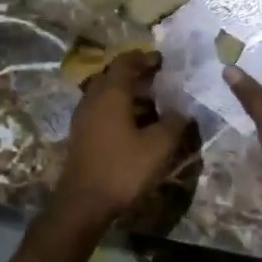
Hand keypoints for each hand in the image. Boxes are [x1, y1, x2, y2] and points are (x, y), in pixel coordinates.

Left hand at [50, 53, 191, 229]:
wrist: (83, 203)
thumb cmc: (122, 169)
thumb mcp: (158, 146)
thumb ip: (173, 123)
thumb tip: (182, 111)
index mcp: (111, 93)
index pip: (125, 62)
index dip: (144, 58)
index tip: (162, 61)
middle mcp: (93, 98)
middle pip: (112, 75)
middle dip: (135, 74)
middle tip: (157, 81)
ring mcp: (83, 116)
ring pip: (104, 93)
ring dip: (125, 92)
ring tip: (149, 103)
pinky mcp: (80, 134)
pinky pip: (100, 109)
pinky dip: (116, 108)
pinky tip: (133, 124)